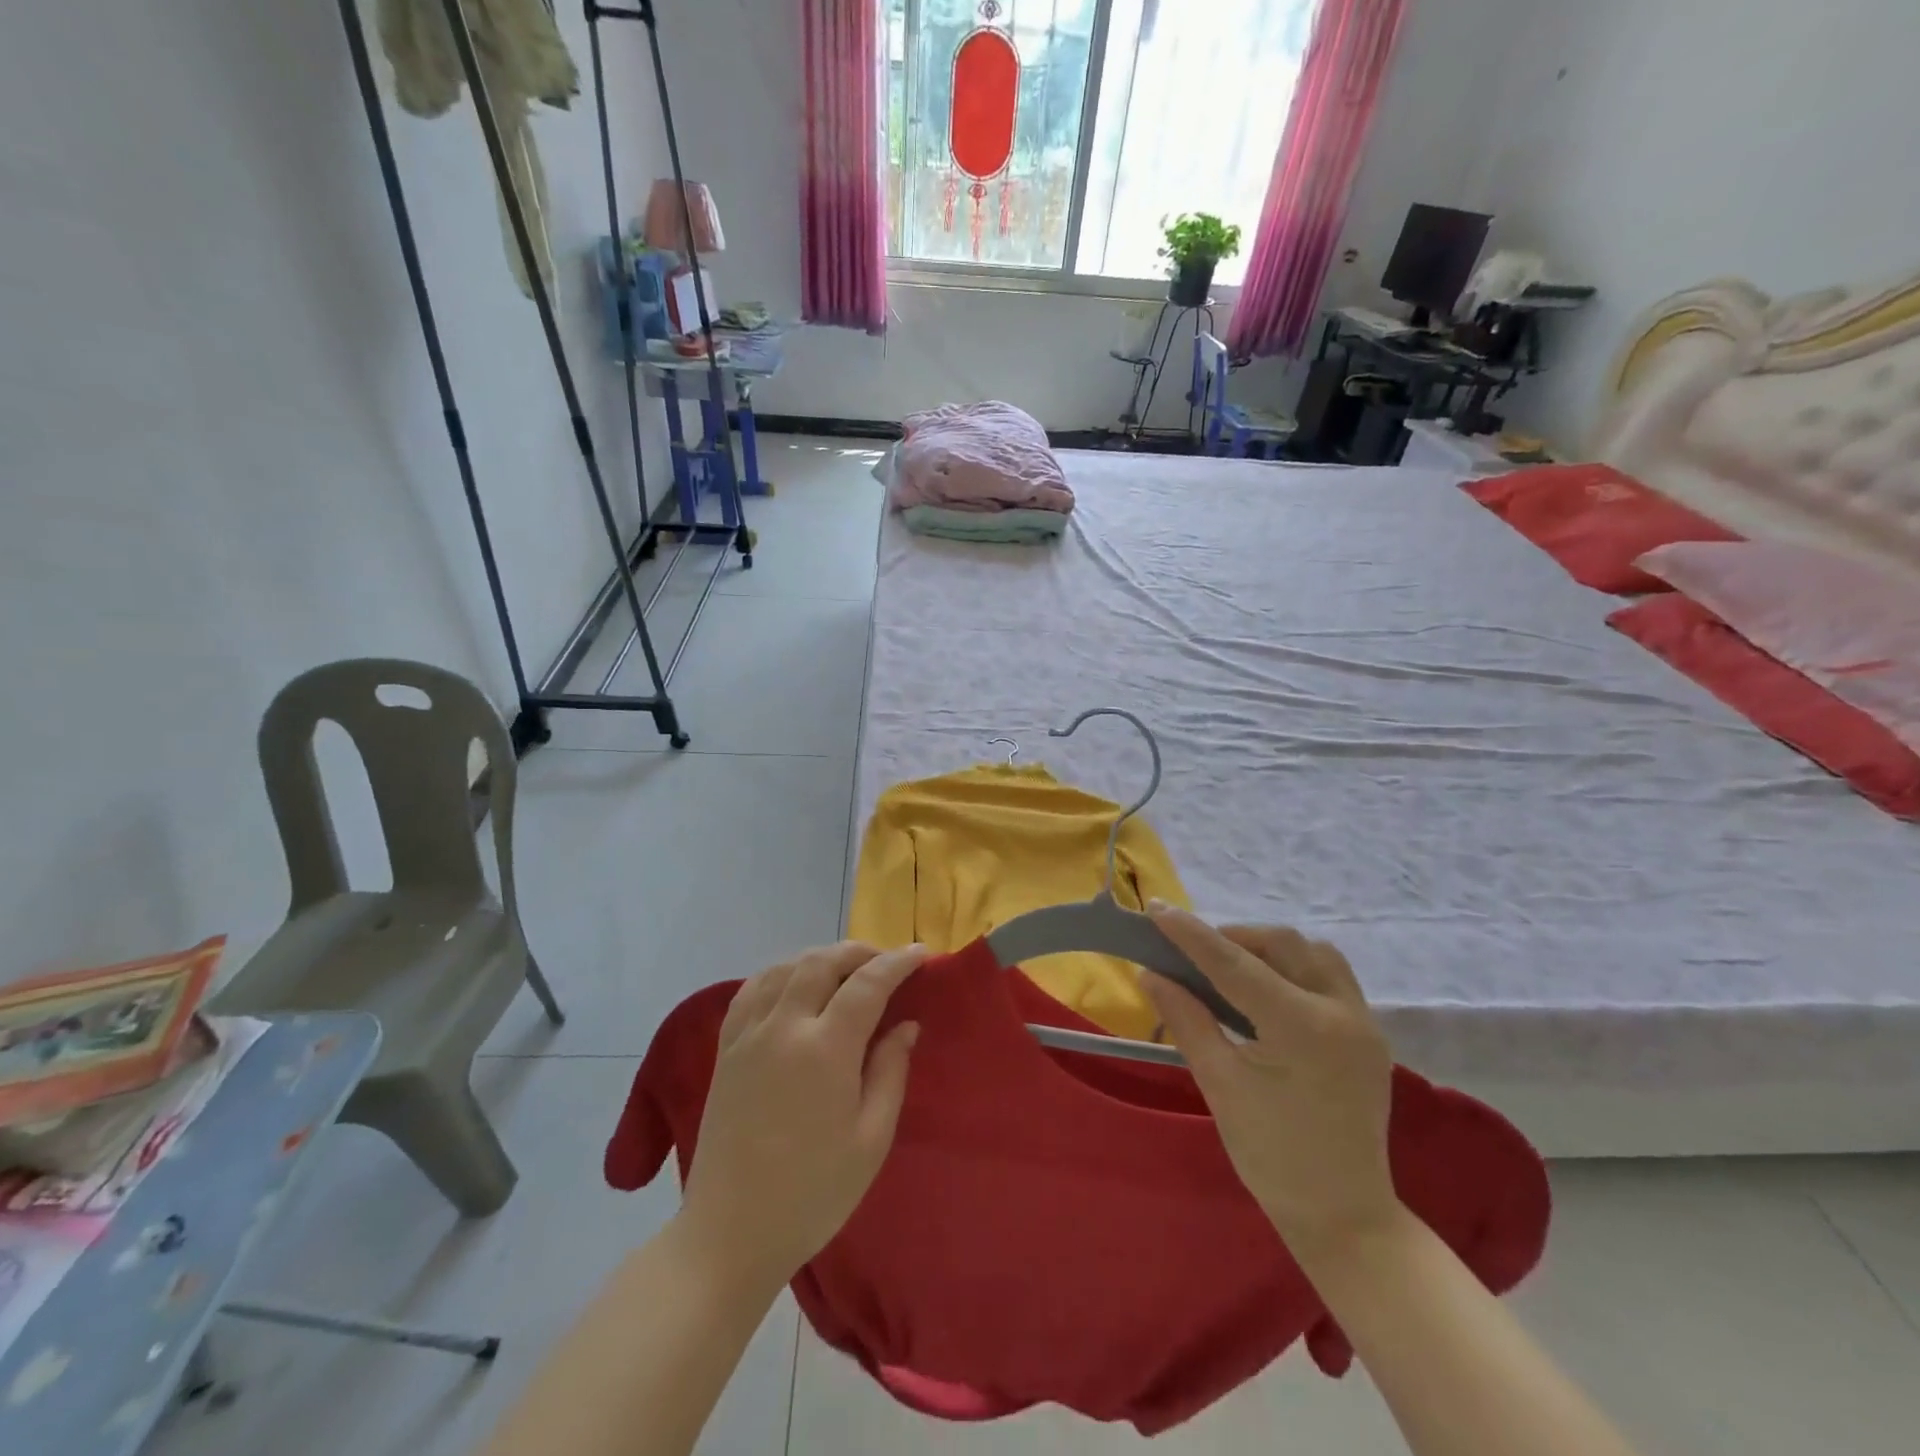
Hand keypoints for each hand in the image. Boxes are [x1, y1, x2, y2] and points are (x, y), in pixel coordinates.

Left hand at [678, 942, 927, 1291]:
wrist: (730, 1234)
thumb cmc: (813, 1194)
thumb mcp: (871, 1140)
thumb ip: (890, 1072)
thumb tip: (905, 1024)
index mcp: (825, 1050)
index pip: (867, 983)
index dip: (898, 962)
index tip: (922, 954)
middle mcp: (783, 1027)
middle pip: (822, 961)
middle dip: (860, 951)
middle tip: (887, 962)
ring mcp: (748, 1035)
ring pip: (785, 966)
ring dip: (820, 957)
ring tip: (846, 970)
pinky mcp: (725, 1049)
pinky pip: (753, 989)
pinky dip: (781, 972)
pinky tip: (794, 984)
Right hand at [1143, 907, 1399, 1258]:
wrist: (1344, 1216)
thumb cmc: (1272, 1156)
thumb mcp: (1220, 1084)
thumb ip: (1187, 1019)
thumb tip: (1150, 973)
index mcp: (1303, 1029)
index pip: (1236, 964)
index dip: (1192, 934)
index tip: (1156, 910)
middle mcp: (1342, 1012)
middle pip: (1283, 944)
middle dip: (1232, 937)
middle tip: (1191, 952)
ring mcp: (1363, 1022)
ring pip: (1313, 952)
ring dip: (1268, 947)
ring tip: (1230, 965)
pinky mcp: (1368, 1034)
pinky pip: (1330, 975)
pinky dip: (1293, 966)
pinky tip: (1267, 988)